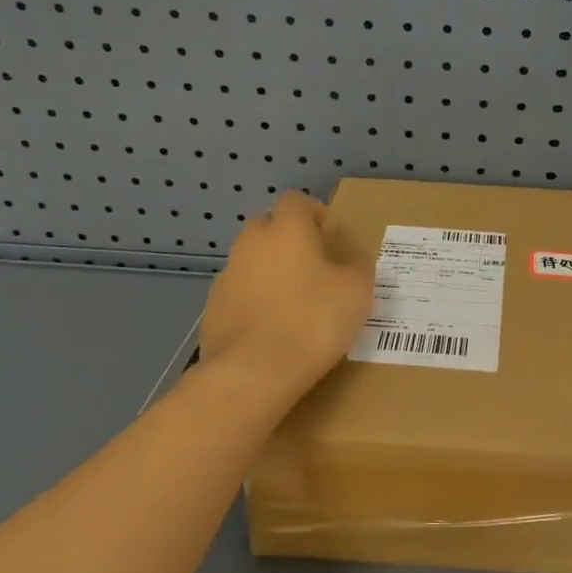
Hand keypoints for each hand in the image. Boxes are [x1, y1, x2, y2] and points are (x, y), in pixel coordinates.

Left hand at [200, 192, 372, 401]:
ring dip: (269, 271)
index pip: (295, 201)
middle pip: (267, 226)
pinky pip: (239, 294)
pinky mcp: (213, 309)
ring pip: (250, 261)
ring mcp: (227, 277)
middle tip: (312, 264)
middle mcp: (251, 244)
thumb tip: (351, 255)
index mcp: (287, 230)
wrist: (254, 371)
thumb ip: (357, 264)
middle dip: (286, 238)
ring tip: (292, 300)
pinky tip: (272, 328)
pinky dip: (254, 301)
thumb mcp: (357, 290)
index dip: (313, 212)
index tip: (328, 233)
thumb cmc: (313, 320)